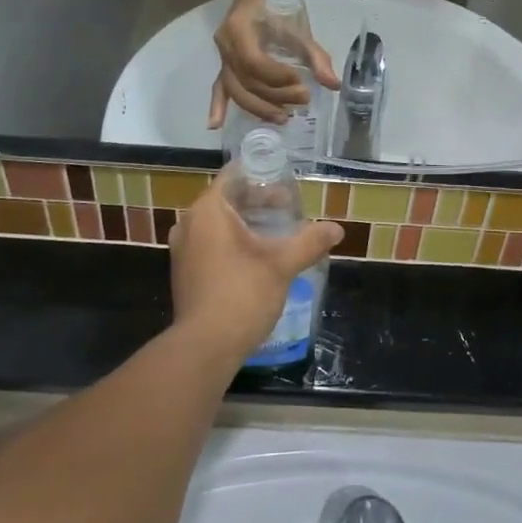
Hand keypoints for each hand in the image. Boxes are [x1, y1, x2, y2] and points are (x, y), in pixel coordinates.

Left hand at [169, 168, 343, 365]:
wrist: (205, 346)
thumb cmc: (242, 294)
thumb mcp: (282, 265)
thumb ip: (309, 242)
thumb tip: (337, 229)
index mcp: (209, 210)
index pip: (234, 176)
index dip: (262, 176)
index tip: (286, 182)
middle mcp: (190, 223)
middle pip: (227, 199)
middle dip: (258, 202)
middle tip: (290, 208)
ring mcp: (183, 249)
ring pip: (218, 223)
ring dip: (247, 223)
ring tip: (278, 231)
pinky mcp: (185, 271)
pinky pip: (210, 243)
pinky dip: (233, 241)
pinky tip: (257, 256)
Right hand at [207, 0, 340, 128]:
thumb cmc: (280, 2)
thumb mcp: (300, 27)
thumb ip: (315, 57)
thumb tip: (333, 85)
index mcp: (240, 31)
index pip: (256, 64)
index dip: (278, 78)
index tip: (302, 81)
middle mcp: (226, 46)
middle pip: (246, 82)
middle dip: (274, 96)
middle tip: (302, 101)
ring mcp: (222, 55)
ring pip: (235, 89)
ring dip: (258, 107)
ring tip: (283, 117)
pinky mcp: (224, 62)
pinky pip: (219, 86)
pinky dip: (217, 105)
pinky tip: (215, 125)